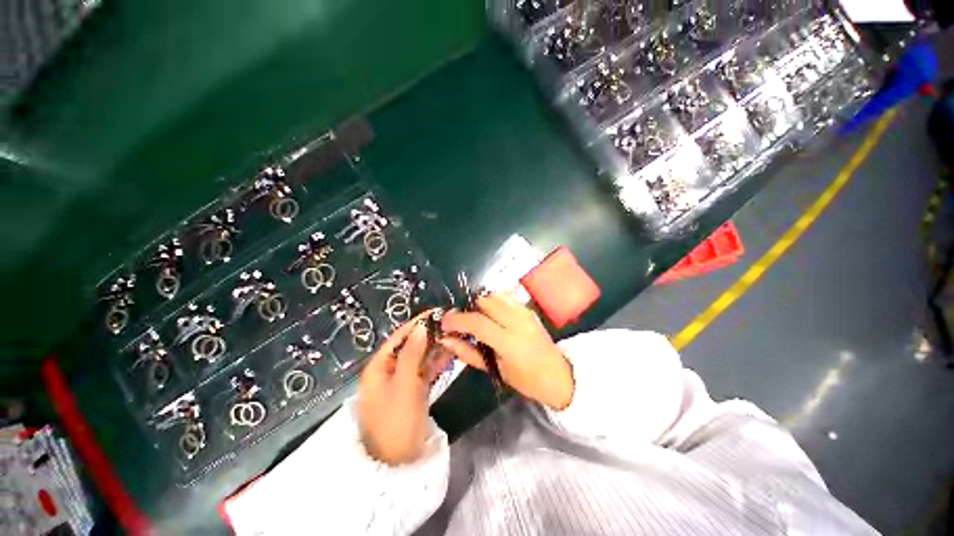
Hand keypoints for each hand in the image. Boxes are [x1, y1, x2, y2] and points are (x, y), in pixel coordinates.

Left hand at [358, 311, 452, 464]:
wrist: (400, 463)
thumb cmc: (396, 421)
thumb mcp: (404, 385)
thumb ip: (411, 354)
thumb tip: (420, 327)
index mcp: (378, 367)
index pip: (398, 338)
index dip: (416, 324)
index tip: (435, 312)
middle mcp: (389, 370)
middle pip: (410, 346)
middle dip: (429, 335)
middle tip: (450, 323)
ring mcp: (403, 380)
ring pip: (421, 357)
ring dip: (436, 347)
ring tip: (455, 334)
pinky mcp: (414, 390)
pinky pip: (426, 370)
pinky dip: (437, 362)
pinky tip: (452, 352)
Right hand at [440, 293, 573, 410]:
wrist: (560, 375)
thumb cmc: (527, 380)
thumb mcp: (496, 370)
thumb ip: (469, 353)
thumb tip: (447, 340)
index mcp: (509, 342)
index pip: (477, 322)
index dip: (457, 320)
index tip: (444, 323)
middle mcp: (518, 321)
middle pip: (485, 301)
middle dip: (467, 308)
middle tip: (459, 321)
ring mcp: (525, 312)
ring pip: (494, 295)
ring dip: (480, 303)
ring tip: (474, 317)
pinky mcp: (528, 308)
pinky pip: (505, 296)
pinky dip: (492, 301)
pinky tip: (489, 313)